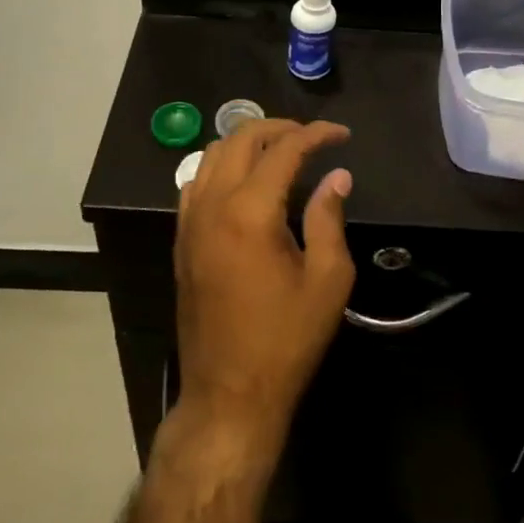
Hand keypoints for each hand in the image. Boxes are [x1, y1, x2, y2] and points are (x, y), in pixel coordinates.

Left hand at [174, 119, 355, 451]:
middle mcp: (212, 205)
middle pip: (240, 139)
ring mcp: (190, 222)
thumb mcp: (327, 280)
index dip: (316, 134)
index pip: (284, 150)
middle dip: (279, 128)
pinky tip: (246, 185)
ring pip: (212, 154)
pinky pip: (196, 182)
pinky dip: (222, 167)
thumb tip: (336, 177)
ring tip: (281, 155)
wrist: (228, 394)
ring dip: (247, 144)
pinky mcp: (181, 240)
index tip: (341, 135)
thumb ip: (329, 218)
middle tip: (312, 139)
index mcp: (250, 212)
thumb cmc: (286, 340)